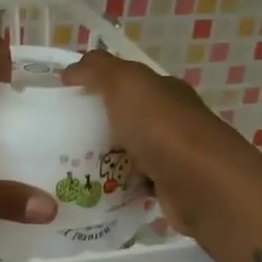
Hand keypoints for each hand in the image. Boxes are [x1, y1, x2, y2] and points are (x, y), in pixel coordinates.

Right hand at [62, 49, 236, 231]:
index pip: (127, 82)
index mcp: (163, 91)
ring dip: (103, 159)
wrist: (203, 186)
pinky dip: (115, 187)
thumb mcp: (125, 84)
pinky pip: (133, 183)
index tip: (62, 100)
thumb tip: (70, 71)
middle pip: (125, 118)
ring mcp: (171, 155)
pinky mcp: (167, 187)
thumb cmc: (163, 129)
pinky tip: (92, 191)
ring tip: (67, 168)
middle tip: (57, 138)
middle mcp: (171, 119)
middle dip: (95, 126)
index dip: (96, 86)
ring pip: (127, 152)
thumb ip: (97, 70)